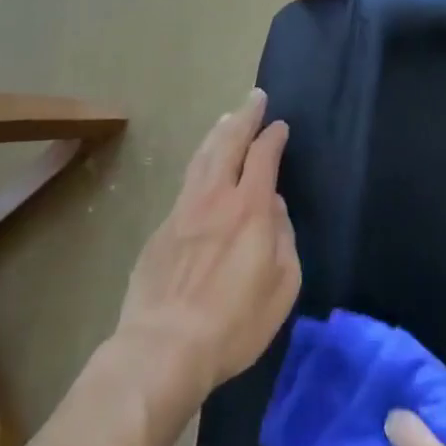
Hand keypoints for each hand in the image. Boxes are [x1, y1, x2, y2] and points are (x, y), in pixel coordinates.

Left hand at [115, 89, 299, 405]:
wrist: (163, 348)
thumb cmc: (234, 323)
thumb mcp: (282, 285)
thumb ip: (283, 238)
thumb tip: (273, 207)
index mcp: (249, 208)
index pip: (263, 156)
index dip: (273, 137)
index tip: (280, 126)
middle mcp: (215, 198)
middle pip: (229, 143)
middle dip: (244, 117)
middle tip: (254, 98)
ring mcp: (183, 211)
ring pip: (202, 158)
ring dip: (218, 133)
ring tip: (226, 118)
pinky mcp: (161, 230)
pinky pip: (186, 184)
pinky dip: (200, 164)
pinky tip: (202, 167)